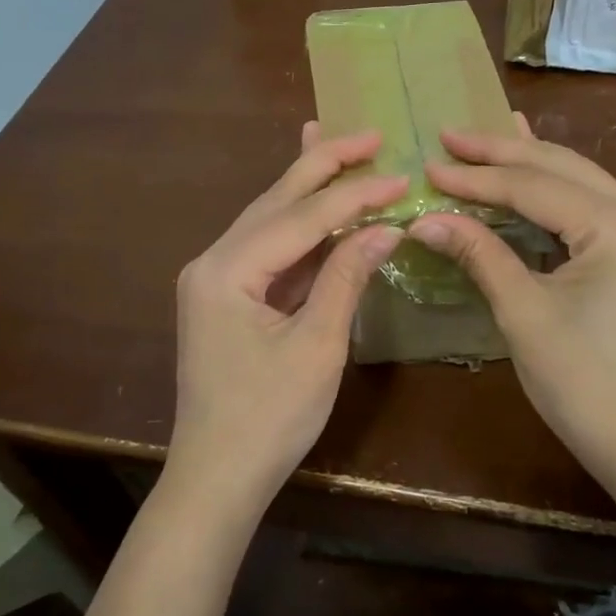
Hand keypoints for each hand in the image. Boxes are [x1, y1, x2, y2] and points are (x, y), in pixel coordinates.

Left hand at [166, 125, 405, 519]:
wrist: (217, 479)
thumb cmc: (268, 419)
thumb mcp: (317, 346)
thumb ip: (347, 277)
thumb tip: (387, 227)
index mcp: (226, 270)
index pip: (301, 217)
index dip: (355, 195)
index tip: (402, 175)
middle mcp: (213, 262)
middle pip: (275, 201)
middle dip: (323, 165)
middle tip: (369, 136)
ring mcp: (216, 279)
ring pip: (270, 220)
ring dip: (308, 187)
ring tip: (340, 146)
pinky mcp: (227, 297)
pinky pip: (269, 250)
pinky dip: (300, 228)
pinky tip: (319, 206)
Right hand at [407, 125, 615, 491]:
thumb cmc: (585, 383)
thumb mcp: (524, 313)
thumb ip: (479, 254)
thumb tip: (425, 219)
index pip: (531, 186)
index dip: (475, 177)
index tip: (428, 165)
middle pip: (559, 167)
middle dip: (501, 151)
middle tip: (449, 135)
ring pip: (579, 178)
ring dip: (529, 162)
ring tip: (487, 139)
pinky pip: (593, 203)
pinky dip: (555, 188)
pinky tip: (536, 172)